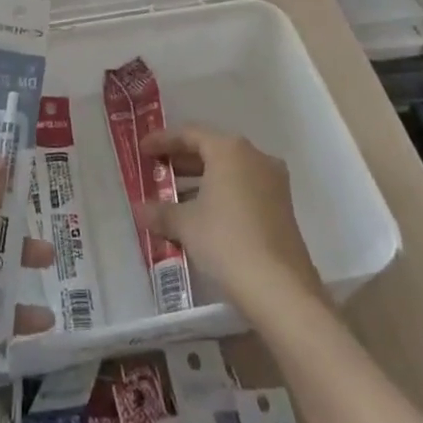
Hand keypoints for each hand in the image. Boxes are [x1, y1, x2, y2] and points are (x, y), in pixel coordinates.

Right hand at [138, 126, 320, 320]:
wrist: (280, 289)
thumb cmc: (226, 241)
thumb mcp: (186, 224)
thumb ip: (160, 212)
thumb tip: (140, 210)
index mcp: (230, 150)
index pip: (190, 134)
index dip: (162, 140)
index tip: (142, 149)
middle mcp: (255, 158)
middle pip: (212, 149)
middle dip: (182, 160)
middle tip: (157, 170)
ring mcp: (273, 183)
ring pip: (230, 171)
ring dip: (201, 180)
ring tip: (175, 197)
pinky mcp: (282, 209)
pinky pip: (244, 189)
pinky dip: (221, 195)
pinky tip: (202, 216)